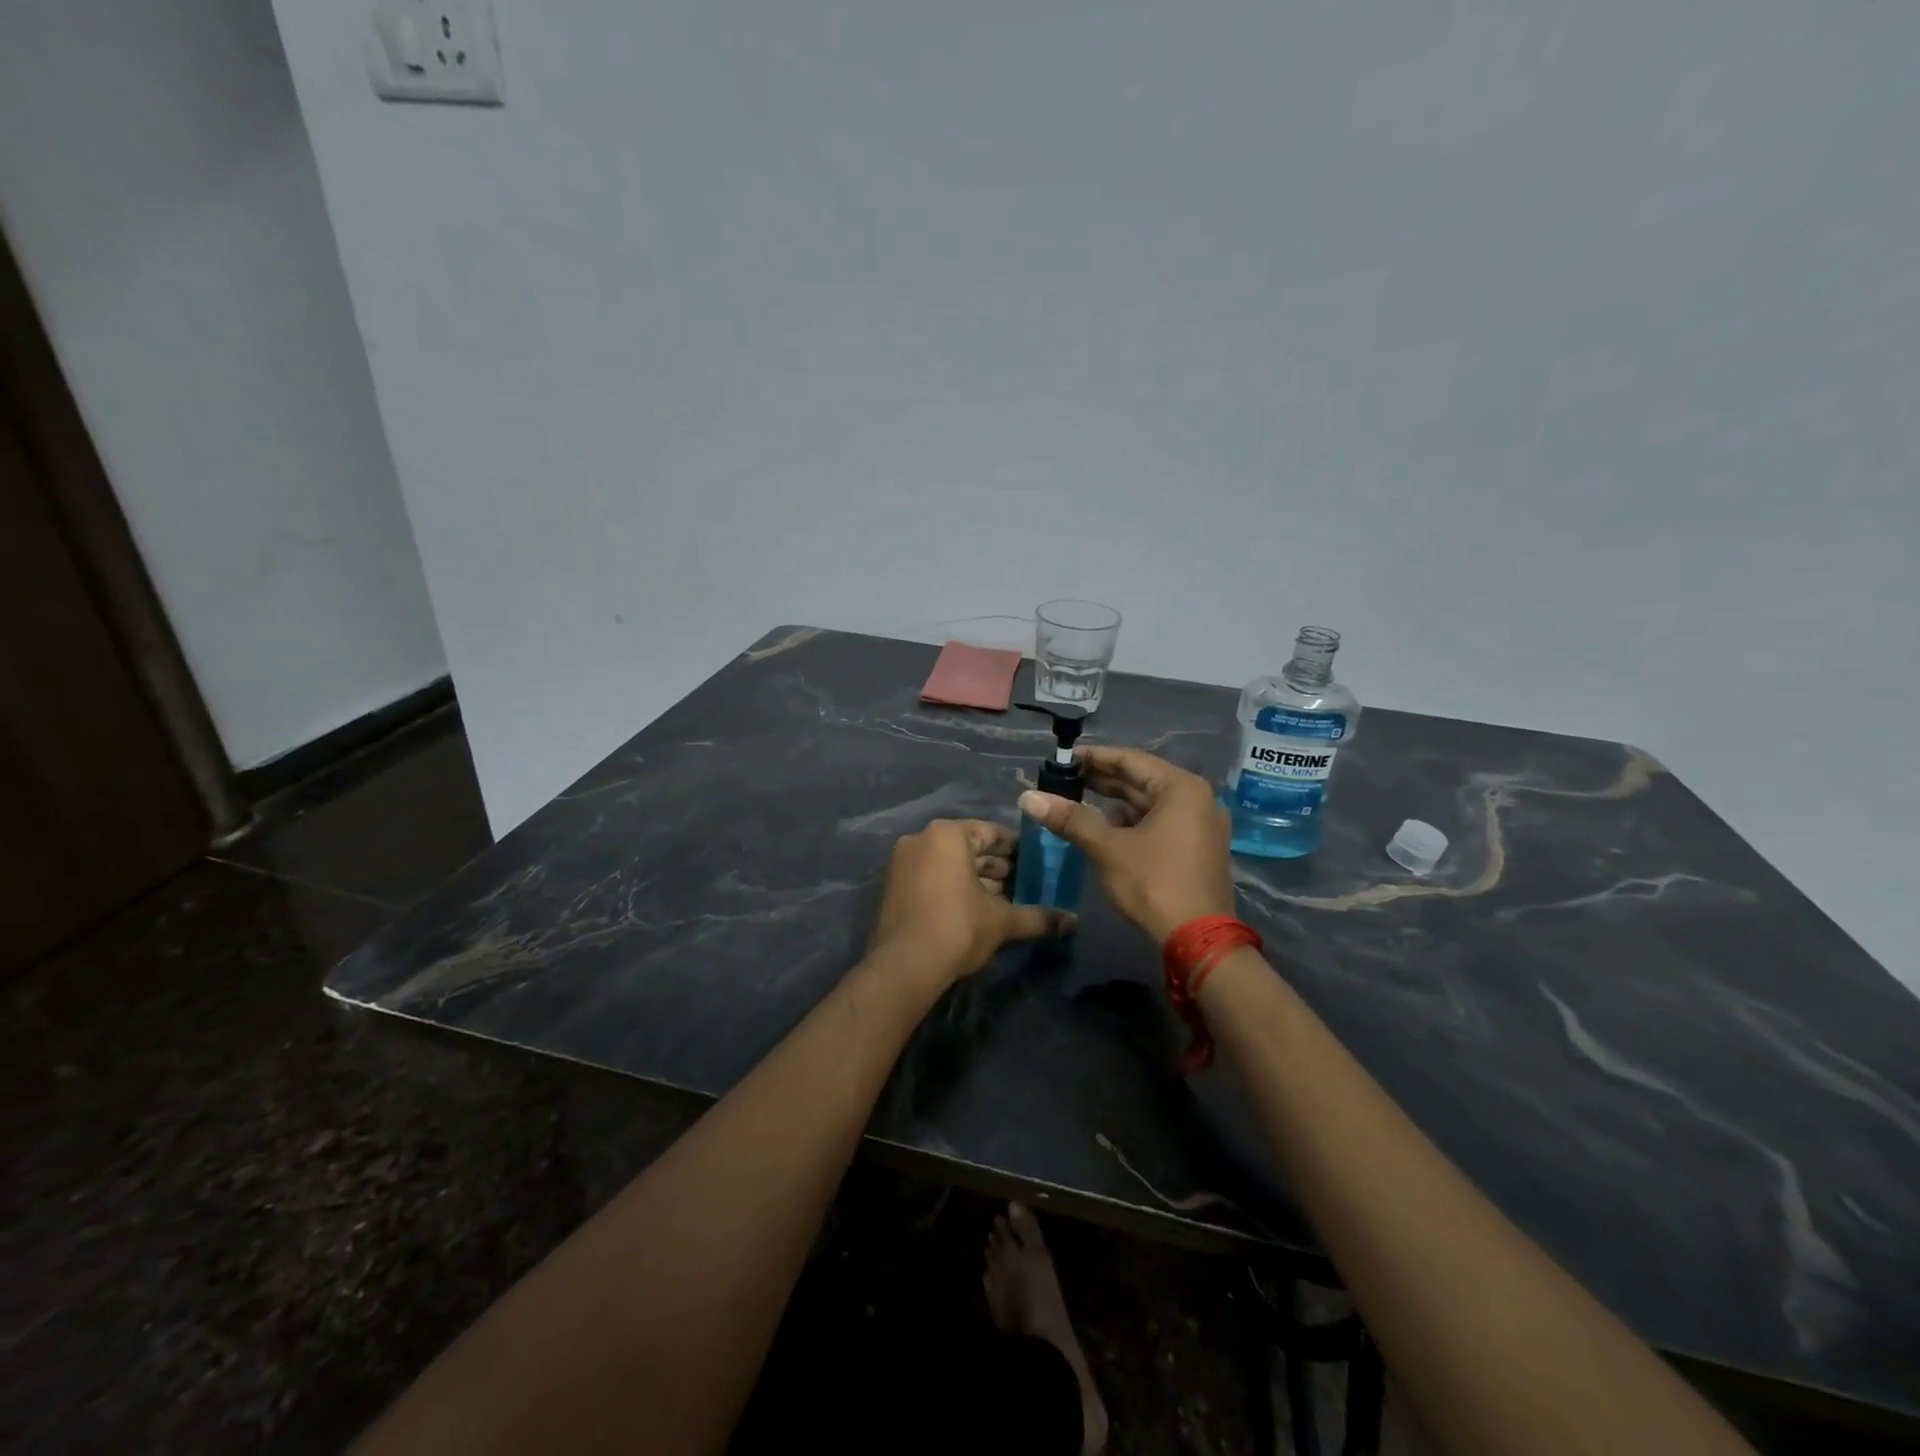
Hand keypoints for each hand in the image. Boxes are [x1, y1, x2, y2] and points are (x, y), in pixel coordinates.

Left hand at [867, 819, 1074, 987]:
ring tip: (1007, 901)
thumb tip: (1074, 922)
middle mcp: (922, 839)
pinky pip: (933, 876)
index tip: (1039, 866)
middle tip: (1028, 886)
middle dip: (999, 868)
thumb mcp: (1003, 921)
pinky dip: (955, 887)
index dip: (1019, 851)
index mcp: (948, 834)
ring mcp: (904, 862)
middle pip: (970, 848)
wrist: (904, 967)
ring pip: (951, 864)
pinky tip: (978, 909)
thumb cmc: (957, 928)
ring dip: (978, 880)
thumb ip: (1039, 916)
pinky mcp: (895, 885)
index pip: (992, 833)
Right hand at [1018, 747, 1234, 944]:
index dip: (1094, 757)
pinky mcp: (1197, 848)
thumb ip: (1070, 818)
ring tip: (1076, 800)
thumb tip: (1028, 797)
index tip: (1063, 758)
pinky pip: (1159, 822)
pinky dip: (1131, 821)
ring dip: (1114, 801)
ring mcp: (1200, 825)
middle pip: (1141, 780)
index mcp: (1181, 788)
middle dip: (1101, 780)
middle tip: (1063, 778)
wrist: (1199, 942)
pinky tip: (1104, 826)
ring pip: (1149, 803)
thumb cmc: (1155, 884)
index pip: (1130, 760)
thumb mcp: (1108, 848)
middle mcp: (1196, 799)